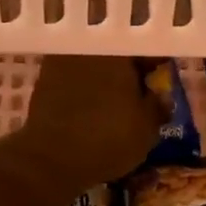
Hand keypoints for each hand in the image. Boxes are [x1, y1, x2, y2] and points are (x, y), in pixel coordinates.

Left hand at [15, 56, 161, 192]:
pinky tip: (91, 112)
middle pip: (116, 54)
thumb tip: (160, 97)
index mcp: (118, 50)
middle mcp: (88, 47)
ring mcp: (61, 61)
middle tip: (139, 95)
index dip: (156, 64)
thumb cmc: (109, 138)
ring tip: (114, 106)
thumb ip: (158, 106)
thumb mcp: (148, 128)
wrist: (52, 158)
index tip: (162, 80)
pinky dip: (84, 92)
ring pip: (93, 67)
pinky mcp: (43, 82)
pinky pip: (73, 81)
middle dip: (128, 72)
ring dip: (104, 81)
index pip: (145, 48)